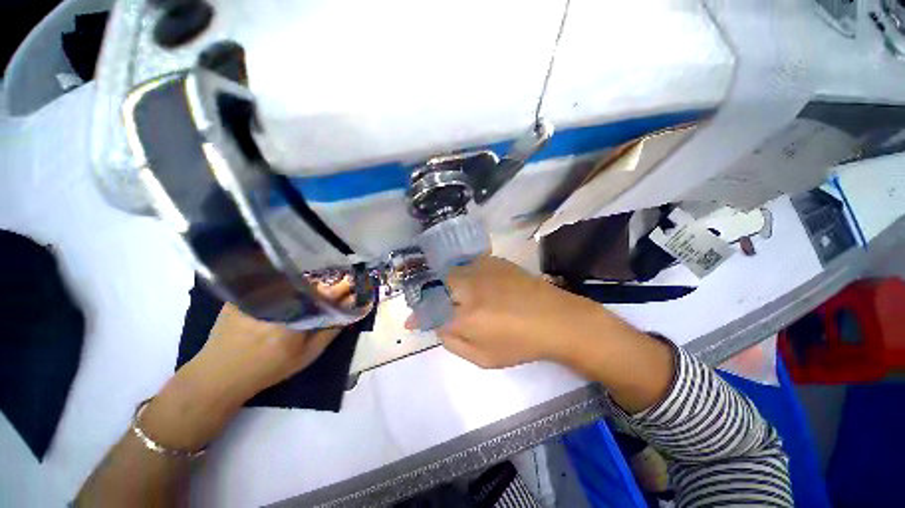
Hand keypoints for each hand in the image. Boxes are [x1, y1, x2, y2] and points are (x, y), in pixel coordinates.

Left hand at [141, 288, 345, 451]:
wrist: (219, 375)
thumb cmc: (268, 368)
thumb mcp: (307, 356)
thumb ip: (331, 330)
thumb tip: (351, 309)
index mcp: (295, 316)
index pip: (328, 294)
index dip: (343, 288)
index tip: (353, 285)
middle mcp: (276, 300)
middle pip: (311, 284)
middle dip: (325, 286)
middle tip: (332, 293)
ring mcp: (256, 294)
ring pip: (292, 282)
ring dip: (306, 286)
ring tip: (309, 296)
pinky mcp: (243, 293)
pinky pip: (272, 282)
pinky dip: (285, 285)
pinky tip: (286, 295)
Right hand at [411, 256, 602, 368]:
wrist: (555, 318)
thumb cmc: (521, 344)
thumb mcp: (484, 358)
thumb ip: (454, 342)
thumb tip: (438, 327)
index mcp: (465, 316)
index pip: (430, 313)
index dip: (418, 317)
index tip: (411, 322)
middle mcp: (469, 288)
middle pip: (436, 285)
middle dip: (431, 297)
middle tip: (438, 307)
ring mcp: (482, 271)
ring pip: (451, 272)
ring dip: (447, 284)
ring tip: (457, 295)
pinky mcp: (494, 261)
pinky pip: (468, 265)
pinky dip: (464, 274)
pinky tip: (474, 283)